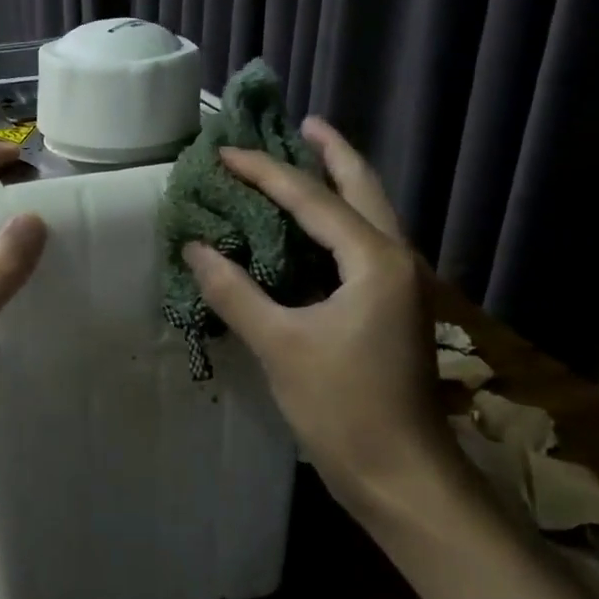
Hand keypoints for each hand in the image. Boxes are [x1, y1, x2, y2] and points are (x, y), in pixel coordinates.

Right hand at [184, 118, 454, 514]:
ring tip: (304, 159)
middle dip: (333, 152)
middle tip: (301, 123)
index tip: (224, 151)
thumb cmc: (344, 408)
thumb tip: (195, 247)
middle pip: (363, 189)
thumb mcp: (281, 346)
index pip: (312, 199)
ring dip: (338, 183)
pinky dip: (334, 222)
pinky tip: (307, 228)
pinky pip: (360, 245)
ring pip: (368, 215)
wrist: (403, 476)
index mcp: (375, 261)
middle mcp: (395, 260)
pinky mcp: (389, 308)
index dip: (265, 172)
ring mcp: (398, 285)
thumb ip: (235, 291)